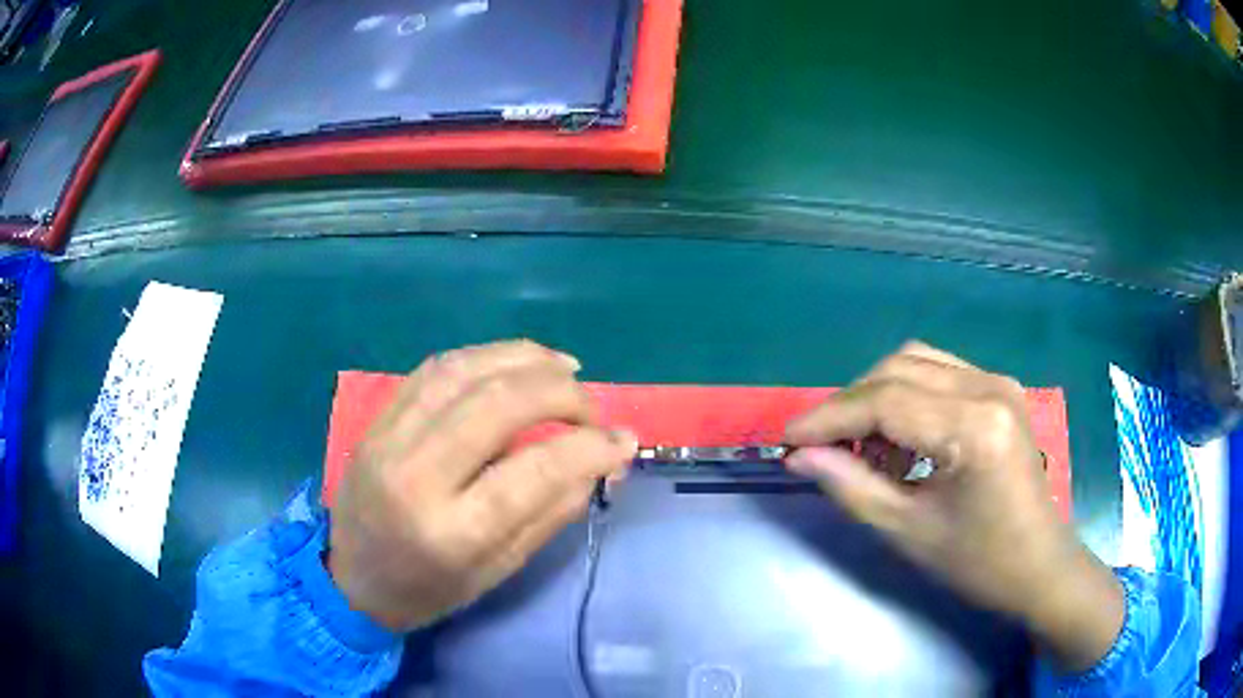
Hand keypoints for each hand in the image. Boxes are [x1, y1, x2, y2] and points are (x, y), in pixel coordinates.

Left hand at [328, 340, 636, 631]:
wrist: (349, 577)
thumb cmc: (428, 589)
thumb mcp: (498, 572)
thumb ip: (550, 514)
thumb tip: (600, 461)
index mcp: (451, 532)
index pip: (534, 472)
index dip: (590, 448)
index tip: (624, 440)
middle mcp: (416, 475)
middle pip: (498, 404)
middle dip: (561, 393)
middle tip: (592, 407)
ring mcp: (389, 439)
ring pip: (463, 370)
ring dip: (524, 359)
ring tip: (565, 367)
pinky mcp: (378, 420)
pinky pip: (435, 368)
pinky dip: (483, 356)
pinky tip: (513, 363)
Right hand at [784, 342, 1124, 672]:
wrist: (1040, 567)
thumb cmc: (980, 562)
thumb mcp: (909, 532)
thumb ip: (850, 487)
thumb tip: (799, 457)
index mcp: (974, 426)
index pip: (885, 400)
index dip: (829, 418)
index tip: (788, 440)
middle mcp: (989, 387)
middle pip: (898, 368)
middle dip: (850, 405)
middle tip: (821, 448)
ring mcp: (999, 383)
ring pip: (917, 363)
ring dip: (877, 398)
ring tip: (862, 450)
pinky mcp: (1001, 390)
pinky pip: (939, 375)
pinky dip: (906, 399)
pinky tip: (900, 442)